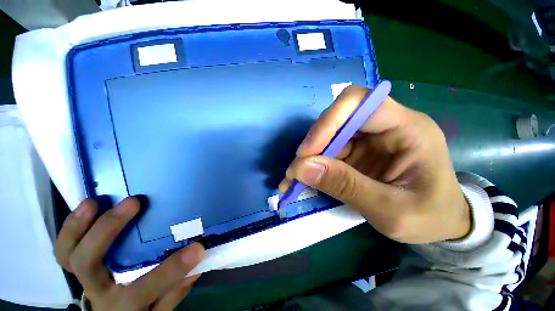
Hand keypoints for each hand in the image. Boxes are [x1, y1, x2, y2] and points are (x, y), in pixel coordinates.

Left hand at [55, 197, 204, 310]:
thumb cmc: (138, 310)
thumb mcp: (158, 310)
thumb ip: (174, 293)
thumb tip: (194, 269)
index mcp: (123, 303)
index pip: (147, 288)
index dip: (172, 269)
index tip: (197, 248)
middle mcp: (97, 289)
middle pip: (89, 264)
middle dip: (108, 229)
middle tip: (134, 202)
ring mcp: (85, 276)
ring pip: (68, 253)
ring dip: (78, 226)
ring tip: (95, 201)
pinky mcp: (79, 264)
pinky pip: (65, 249)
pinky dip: (71, 228)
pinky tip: (87, 208)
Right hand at [280, 85, 469, 243]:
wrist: (440, 224)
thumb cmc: (428, 218)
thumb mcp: (390, 211)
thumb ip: (346, 186)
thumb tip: (301, 168)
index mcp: (407, 128)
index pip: (359, 102)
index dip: (328, 123)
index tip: (307, 153)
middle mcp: (385, 125)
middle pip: (338, 117)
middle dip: (314, 142)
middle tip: (298, 168)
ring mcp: (369, 137)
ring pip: (329, 134)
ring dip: (310, 154)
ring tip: (297, 176)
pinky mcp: (357, 150)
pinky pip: (329, 149)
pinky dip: (314, 162)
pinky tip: (306, 177)